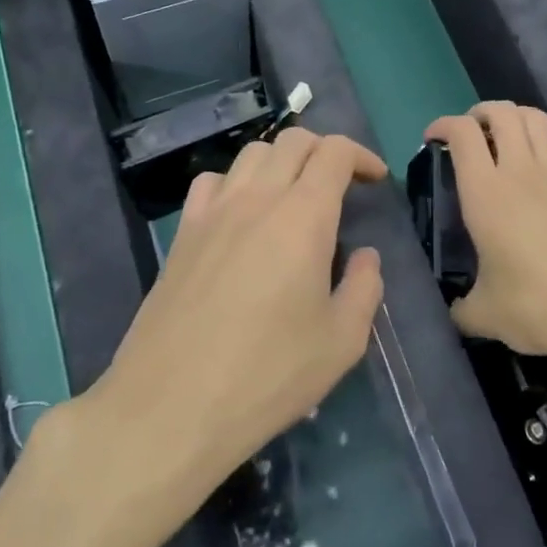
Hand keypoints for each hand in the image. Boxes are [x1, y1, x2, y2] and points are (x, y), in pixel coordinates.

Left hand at [93, 128, 387, 499]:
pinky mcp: (182, 233)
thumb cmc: (267, 374)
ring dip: (282, 161)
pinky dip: (236, 182)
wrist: (171, 405)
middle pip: (294, 141)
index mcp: (303, 216)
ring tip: (294, 197)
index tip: (376, 179)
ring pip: (251, 153)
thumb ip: (365, 288)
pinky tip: (242, 215)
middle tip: (342, 185)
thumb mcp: (341, 342)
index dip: (362, 156)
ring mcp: (213, 212)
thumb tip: (364, 257)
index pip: (335, 152)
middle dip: (326, 151)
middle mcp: (257, 198)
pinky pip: (211, 182)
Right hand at [423, 103, 546, 372]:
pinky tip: (537, 170)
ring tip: (502, 140)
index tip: (432, 138)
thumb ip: (462, 310)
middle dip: (480, 113)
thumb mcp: (487, 316)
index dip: (443, 125)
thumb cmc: (541, 306)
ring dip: (513, 118)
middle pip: (502, 112)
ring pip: (536, 119)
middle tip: (468, 135)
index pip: (463, 134)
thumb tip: (454, 313)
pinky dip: (541, 140)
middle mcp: (522, 171)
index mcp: (487, 193)